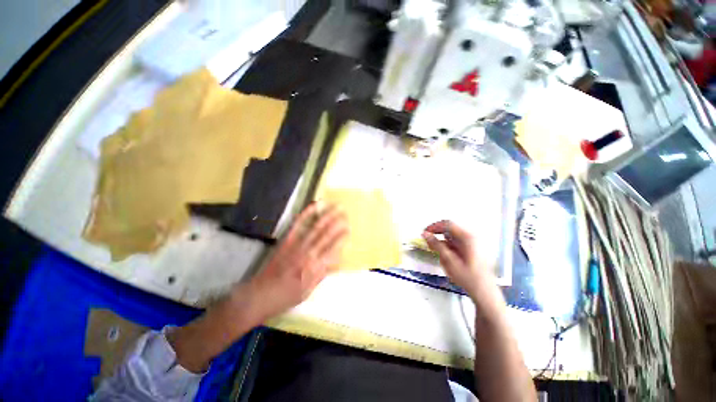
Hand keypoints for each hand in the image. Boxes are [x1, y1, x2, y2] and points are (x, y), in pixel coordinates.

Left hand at [249, 202, 347, 320]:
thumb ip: (323, 273)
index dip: (342, 237)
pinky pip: (298, 225)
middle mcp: (308, 253)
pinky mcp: (287, 240)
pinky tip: (313, 206)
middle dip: (337, 223)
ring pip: (315, 227)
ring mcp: (297, 245)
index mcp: (315, 267)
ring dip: (326, 216)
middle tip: (345, 213)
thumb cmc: (287, 297)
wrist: (261, 294)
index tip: (349, 229)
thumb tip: (337, 259)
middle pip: (326, 235)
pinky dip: (306, 214)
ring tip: (335, 207)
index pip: (333, 248)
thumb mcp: (309, 291)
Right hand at [421, 220, 495, 299]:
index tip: (424, 233)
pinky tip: (445, 254)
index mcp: (468, 237)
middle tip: (428, 241)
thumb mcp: (449, 261)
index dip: (434, 226)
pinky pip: (458, 241)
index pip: (447, 224)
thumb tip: (425, 234)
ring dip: (443, 240)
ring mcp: (474, 242)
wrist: (485, 291)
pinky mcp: (474, 248)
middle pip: (451, 228)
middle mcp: (472, 236)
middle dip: (438, 233)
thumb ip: (436, 245)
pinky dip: (449, 245)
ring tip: (435, 249)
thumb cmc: (467, 276)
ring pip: (453, 235)